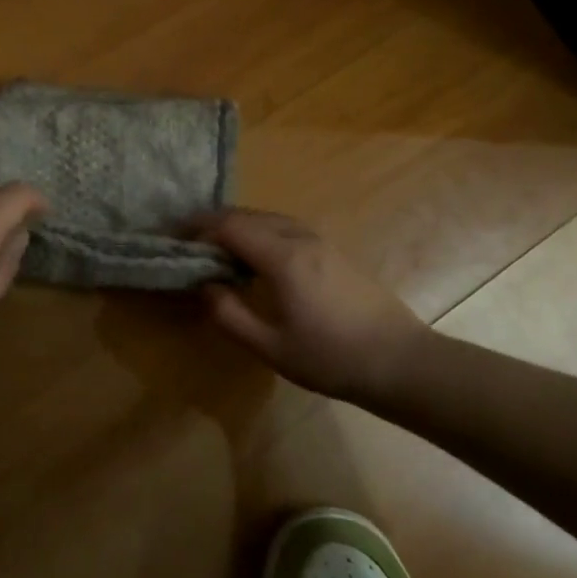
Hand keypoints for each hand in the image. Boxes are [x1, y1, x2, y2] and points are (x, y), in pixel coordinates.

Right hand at [198, 209, 437, 401]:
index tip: (173, 238)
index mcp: (282, 257)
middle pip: (248, 215)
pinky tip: (258, 256)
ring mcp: (321, 241)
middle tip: (189, 242)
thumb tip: (204, 286)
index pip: (229, 226)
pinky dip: (261, 231)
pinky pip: (287, 227)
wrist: (402, 362)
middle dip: (214, 223)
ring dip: (239, 225)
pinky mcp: (335, 251)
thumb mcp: (271, 346)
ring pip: (269, 218)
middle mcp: (300, 237)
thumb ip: (229, 315)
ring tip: (218, 247)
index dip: (198, 228)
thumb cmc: (332, 358)